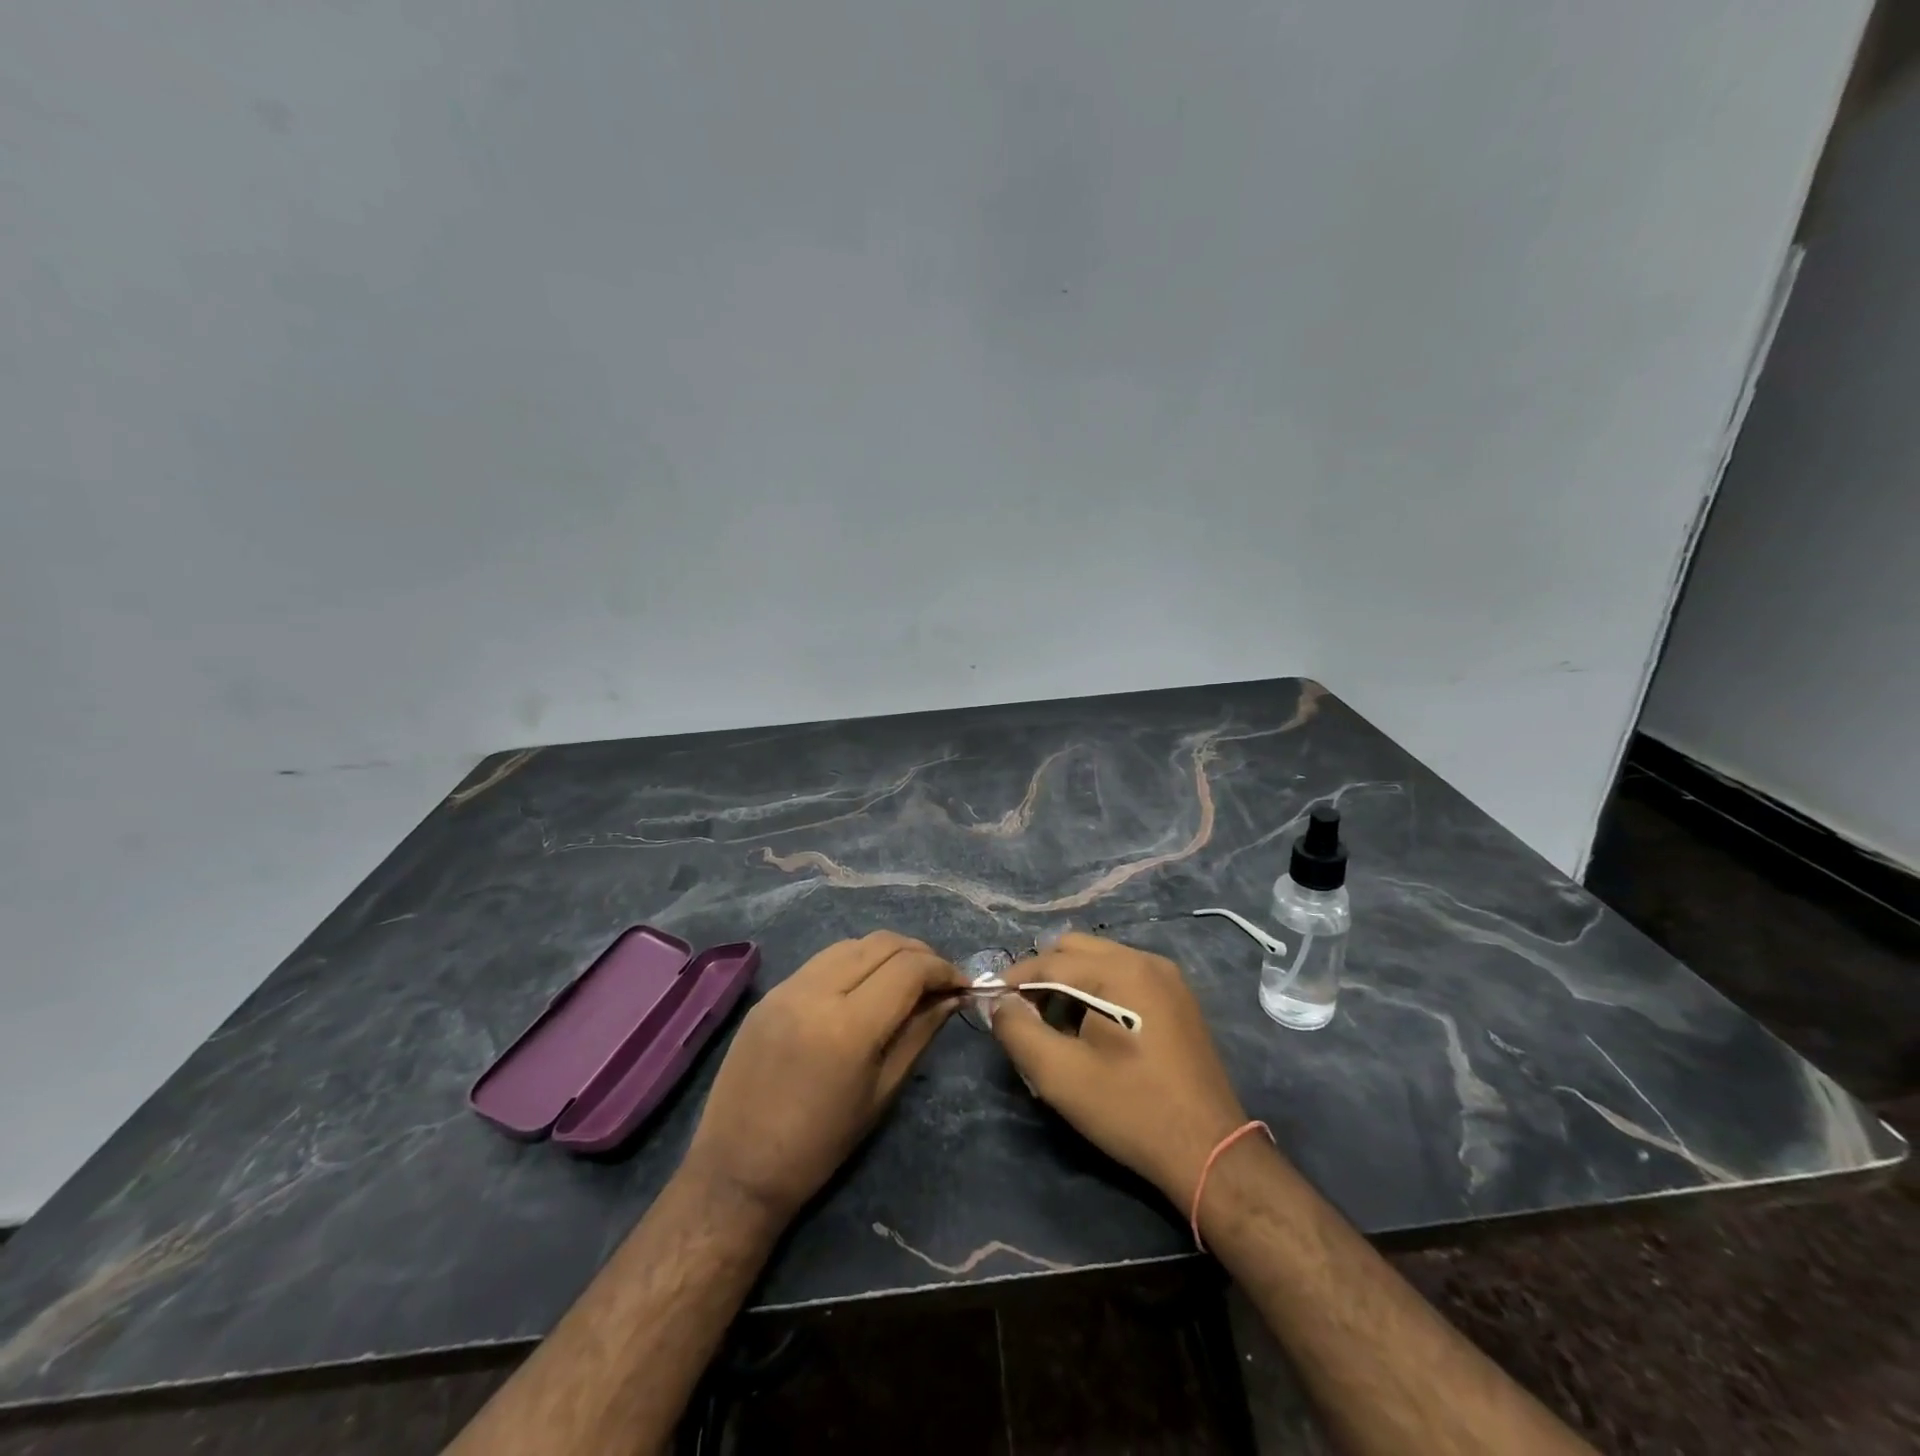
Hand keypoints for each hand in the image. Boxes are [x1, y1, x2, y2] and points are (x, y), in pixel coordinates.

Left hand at [685, 931, 964, 1223]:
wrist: (738, 1168)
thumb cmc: (820, 1145)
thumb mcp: (882, 1092)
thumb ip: (919, 1034)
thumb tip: (951, 998)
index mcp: (849, 1026)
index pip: (909, 969)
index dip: (943, 969)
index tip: (962, 984)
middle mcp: (817, 991)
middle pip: (882, 943)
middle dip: (919, 954)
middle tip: (939, 979)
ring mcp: (787, 986)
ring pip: (852, 943)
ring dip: (886, 952)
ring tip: (905, 978)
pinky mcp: (770, 992)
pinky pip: (823, 959)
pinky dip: (854, 961)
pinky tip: (864, 985)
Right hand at [992, 933, 1247, 1208]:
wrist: (1209, 1151)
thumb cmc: (1130, 1109)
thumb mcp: (1059, 1076)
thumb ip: (1018, 1031)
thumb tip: (1000, 1003)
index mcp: (1120, 971)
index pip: (1050, 960)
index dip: (1014, 980)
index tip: (993, 1004)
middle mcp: (1146, 960)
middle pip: (1075, 949)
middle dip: (1043, 976)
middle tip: (1028, 1017)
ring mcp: (1167, 978)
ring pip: (1100, 960)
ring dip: (1071, 982)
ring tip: (1058, 1027)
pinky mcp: (1179, 999)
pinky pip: (1125, 977)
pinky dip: (1099, 990)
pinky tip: (1094, 1030)